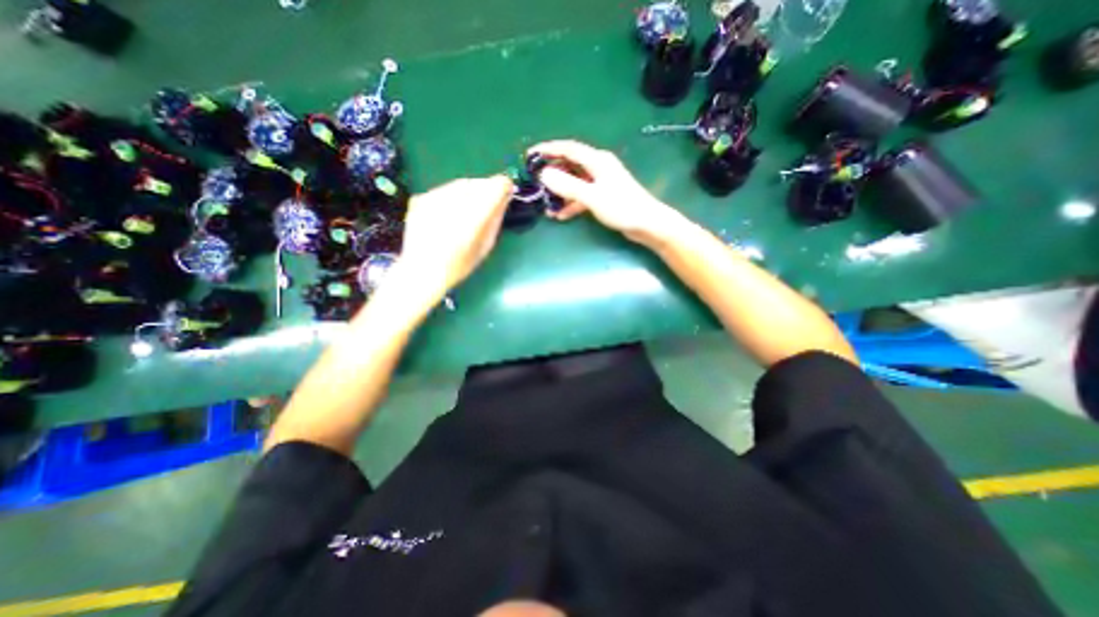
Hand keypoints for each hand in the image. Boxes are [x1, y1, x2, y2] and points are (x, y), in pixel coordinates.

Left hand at [397, 173, 511, 298]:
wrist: (421, 271)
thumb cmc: (459, 264)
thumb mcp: (485, 245)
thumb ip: (495, 218)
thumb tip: (504, 198)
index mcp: (474, 215)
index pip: (496, 186)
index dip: (503, 188)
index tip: (506, 193)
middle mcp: (455, 201)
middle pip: (478, 183)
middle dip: (486, 190)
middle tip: (488, 204)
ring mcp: (435, 197)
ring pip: (460, 184)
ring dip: (469, 192)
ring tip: (468, 211)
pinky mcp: (421, 198)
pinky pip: (444, 191)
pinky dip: (452, 197)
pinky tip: (449, 214)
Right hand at [530, 140, 683, 243]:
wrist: (647, 224)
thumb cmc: (621, 207)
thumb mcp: (592, 196)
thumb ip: (568, 185)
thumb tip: (544, 174)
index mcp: (597, 161)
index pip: (568, 149)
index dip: (548, 150)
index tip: (530, 155)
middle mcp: (598, 167)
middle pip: (570, 165)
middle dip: (552, 172)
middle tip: (534, 181)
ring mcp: (601, 182)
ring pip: (574, 182)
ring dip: (560, 192)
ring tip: (545, 203)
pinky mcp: (602, 196)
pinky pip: (581, 196)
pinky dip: (571, 204)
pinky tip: (561, 215)